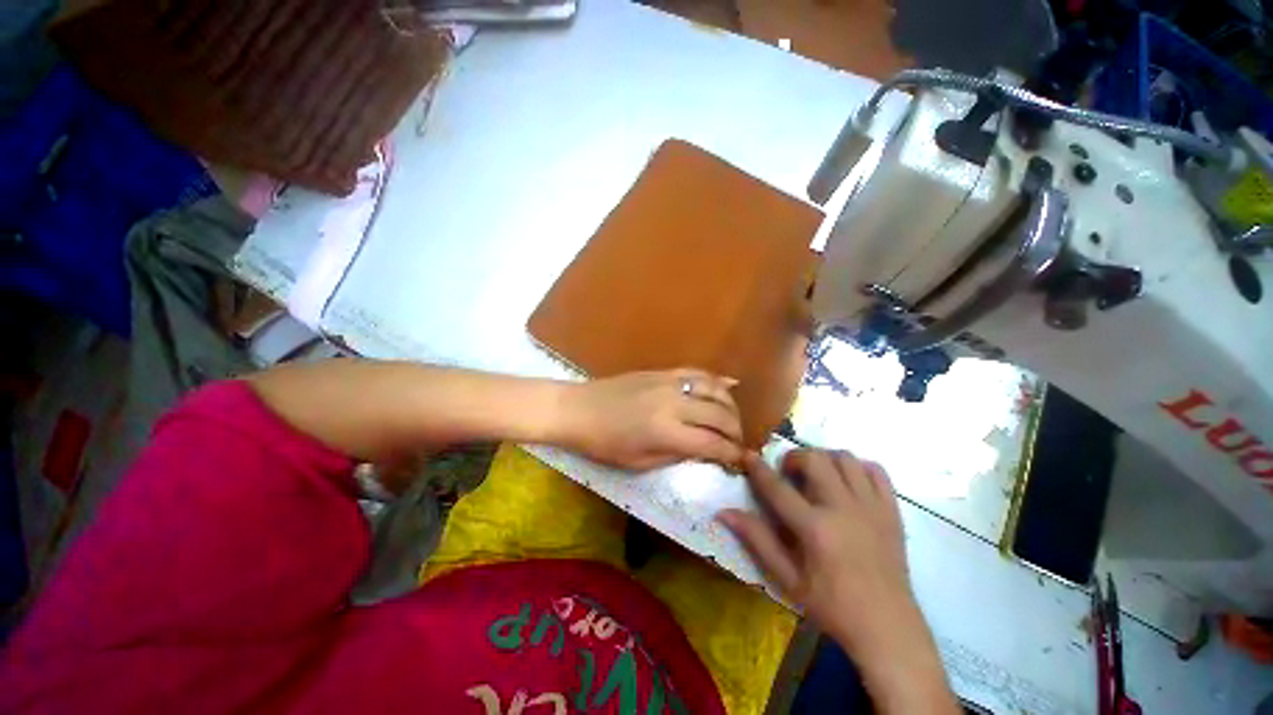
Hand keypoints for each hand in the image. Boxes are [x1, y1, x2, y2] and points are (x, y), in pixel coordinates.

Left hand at [560, 369, 744, 470]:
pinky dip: (717, 380)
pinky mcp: (663, 371)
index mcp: (666, 432)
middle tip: (738, 443)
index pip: (713, 443)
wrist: (579, 409)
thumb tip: (705, 450)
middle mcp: (674, 403)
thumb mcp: (639, 463)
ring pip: (715, 389)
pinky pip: (697, 372)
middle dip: (736, 431)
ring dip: (731, 405)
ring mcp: (670, 382)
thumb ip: (677, 455)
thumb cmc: (604, 444)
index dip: (732, 454)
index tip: (740, 462)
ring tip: (733, 420)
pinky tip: (730, 385)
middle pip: (720, 415)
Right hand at [718, 450, 957, 712]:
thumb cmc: (832, 606)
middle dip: (795, 457)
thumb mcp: (787, 578)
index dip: (758, 468)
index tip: (747, 454)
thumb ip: (757, 539)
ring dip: (825, 458)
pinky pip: (876, 470)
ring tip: (818, 475)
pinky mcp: (891, 510)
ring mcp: (871, 507)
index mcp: (815, 529)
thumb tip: (724, 512)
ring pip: (845, 458)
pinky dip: (858, 466)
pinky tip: (848, 482)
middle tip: (789, 473)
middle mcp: (843, 509)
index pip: (778, 487)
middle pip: (815, 459)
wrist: (887, 627)